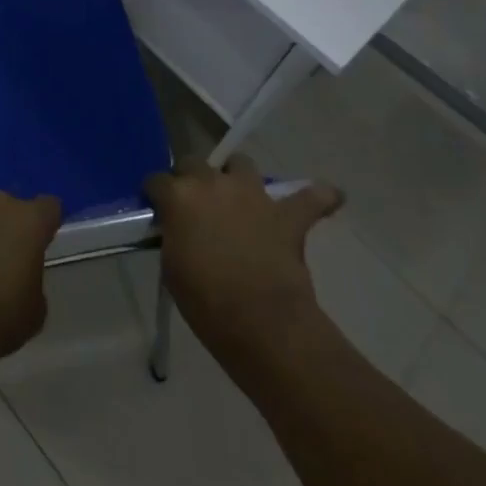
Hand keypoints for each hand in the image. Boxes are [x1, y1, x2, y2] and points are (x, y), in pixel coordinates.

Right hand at [144, 158, 342, 385]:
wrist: (260, 323)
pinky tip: (329, 195)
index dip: (156, 195)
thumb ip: (174, 235)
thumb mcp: (172, 267)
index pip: (156, 181)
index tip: (158, 209)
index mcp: (178, 196)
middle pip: (194, 163)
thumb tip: (179, 229)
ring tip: (239, 195)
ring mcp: (252, 195)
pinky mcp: (286, 215)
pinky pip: (311, 197)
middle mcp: (212, 183)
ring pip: (242, 164)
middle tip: (195, 204)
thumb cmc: (205, 301)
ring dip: (238, 176)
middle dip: (191, 178)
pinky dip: (318, 196)